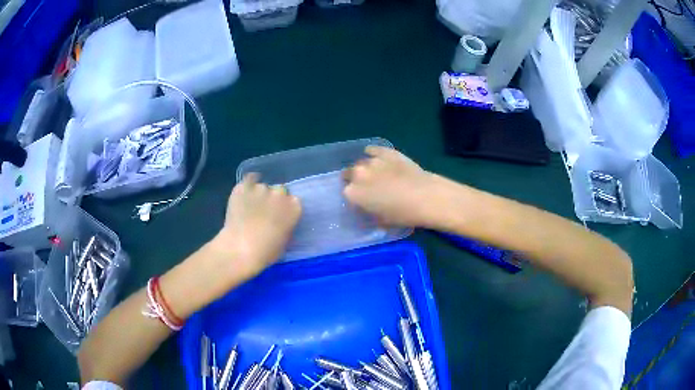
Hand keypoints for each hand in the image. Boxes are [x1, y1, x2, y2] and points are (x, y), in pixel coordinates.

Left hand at [214, 174, 301, 276]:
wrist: (240, 249)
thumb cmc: (266, 252)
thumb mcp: (285, 241)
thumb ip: (286, 226)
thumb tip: (282, 221)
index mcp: (294, 208)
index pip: (293, 201)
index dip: (285, 208)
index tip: (279, 216)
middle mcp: (280, 194)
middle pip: (279, 191)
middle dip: (273, 200)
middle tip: (264, 212)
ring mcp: (261, 188)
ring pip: (262, 187)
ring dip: (258, 195)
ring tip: (249, 208)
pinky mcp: (244, 187)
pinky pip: (248, 179)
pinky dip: (247, 184)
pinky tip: (244, 192)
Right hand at [343, 146, 439, 227]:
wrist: (426, 197)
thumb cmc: (403, 214)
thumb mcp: (381, 221)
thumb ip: (369, 213)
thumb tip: (367, 208)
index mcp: (353, 193)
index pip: (346, 193)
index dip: (354, 197)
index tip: (361, 201)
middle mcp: (358, 174)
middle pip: (349, 174)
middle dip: (355, 180)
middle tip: (367, 187)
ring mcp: (372, 160)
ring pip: (362, 162)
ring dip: (365, 168)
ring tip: (376, 174)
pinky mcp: (386, 151)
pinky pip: (373, 150)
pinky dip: (373, 153)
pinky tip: (378, 157)